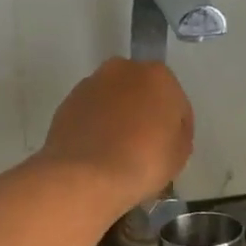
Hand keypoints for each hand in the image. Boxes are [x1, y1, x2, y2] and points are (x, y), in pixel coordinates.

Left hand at [39, 59, 192, 207]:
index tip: (171, 149)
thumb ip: (178, 135)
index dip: (176, 128)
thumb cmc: (143, 162)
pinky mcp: (66, 103)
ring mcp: (90, 85)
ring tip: (117, 151)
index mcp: (158, 76)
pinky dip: (95, 127)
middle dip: (144, 114)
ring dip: (117, 118)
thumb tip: (167, 132)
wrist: (85, 176)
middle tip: (145, 147)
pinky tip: (96, 152)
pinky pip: (90, 114)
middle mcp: (122, 70)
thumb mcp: (179, 155)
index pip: (176, 102)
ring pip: (112, 101)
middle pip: (141, 93)